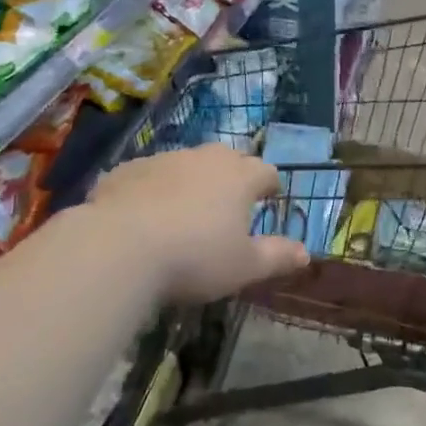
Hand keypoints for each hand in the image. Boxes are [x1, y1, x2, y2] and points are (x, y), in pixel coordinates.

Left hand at [88, 145, 308, 301]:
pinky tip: (143, 216)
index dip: (270, 185)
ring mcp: (164, 159)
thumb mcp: (244, 266)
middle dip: (232, 175)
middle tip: (229, 203)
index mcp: (240, 176)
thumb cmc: (195, 257)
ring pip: (186, 164)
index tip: (269, 198)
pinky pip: (149, 176)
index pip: (266, 171)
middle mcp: (205, 158)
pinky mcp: (126, 170)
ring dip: (191, 181)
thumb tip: (306, 253)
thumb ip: (277, 256)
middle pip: (228, 158)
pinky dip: (153, 189)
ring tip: (184, 211)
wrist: (119, 247)